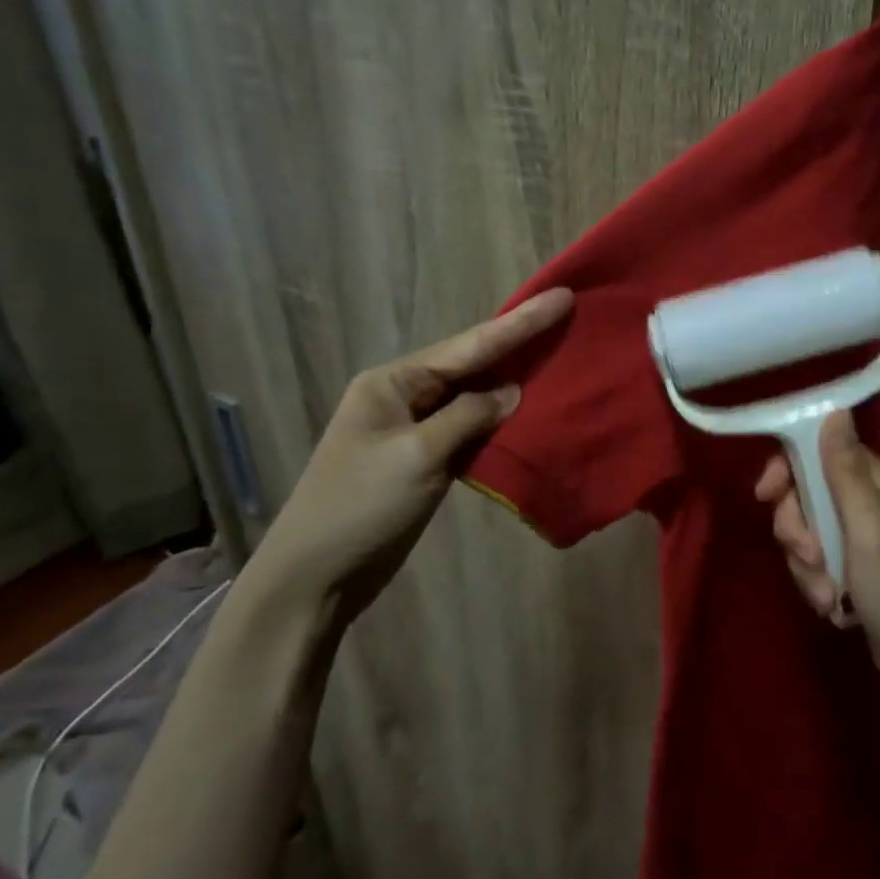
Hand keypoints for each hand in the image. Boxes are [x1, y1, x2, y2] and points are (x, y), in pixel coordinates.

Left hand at [252, 288, 573, 625]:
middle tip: (567, 316)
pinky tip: (530, 411)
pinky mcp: (424, 460)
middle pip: (472, 363)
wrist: (313, 580)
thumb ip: (468, 417)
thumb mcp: (417, 456)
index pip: (469, 346)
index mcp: (393, 382)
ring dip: (514, 381)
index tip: (562, 298)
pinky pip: (471, 429)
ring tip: (558, 356)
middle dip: (519, 342)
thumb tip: (512, 392)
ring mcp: (414, 429)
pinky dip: (500, 421)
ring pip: (474, 396)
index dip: (520, 323)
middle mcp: (404, 396)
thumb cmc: (359, 508)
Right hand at [754, 412, 879, 692]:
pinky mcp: (852, 560)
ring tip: (825, 593)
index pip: (821, 451)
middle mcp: (871, 498)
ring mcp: (860, 531)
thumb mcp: (868, 529)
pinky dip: (815, 578)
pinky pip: (814, 555)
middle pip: (807, 491)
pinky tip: (829, 602)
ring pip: (806, 526)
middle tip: (808, 557)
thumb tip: (835, 409)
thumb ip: (845, 471)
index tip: (765, 494)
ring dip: (806, 561)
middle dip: (797, 527)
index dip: (789, 469)